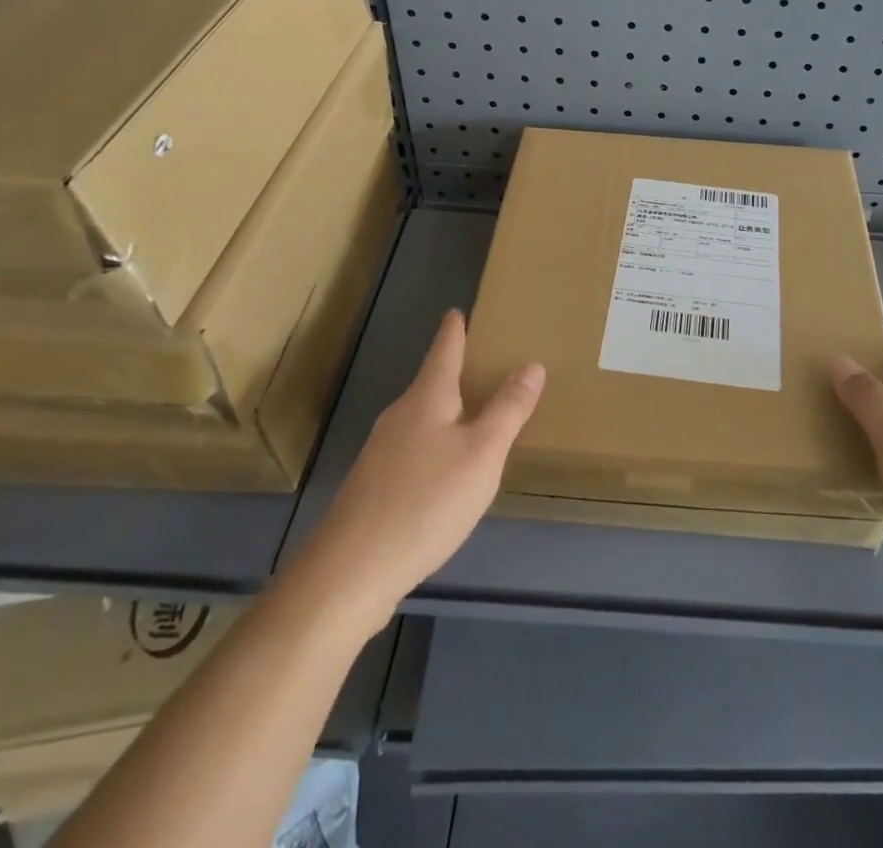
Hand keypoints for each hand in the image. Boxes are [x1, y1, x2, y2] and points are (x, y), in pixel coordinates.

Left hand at [307, 310, 543, 634]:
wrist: (350, 572)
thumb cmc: (426, 500)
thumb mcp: (482, 453)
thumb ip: (509, 409)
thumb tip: (532, 365)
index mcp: (427, 398)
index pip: (444, 350)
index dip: (454, 330)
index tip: (457, 311)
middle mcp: (400, 416)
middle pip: (430, 383)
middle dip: (453, 371)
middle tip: (482, 362)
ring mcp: (381, 453)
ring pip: (421, 418)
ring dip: (446, 410)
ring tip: (472, 413)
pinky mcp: (373, 487)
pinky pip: (412, 450)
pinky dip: (434, 445)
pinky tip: (445, 470)